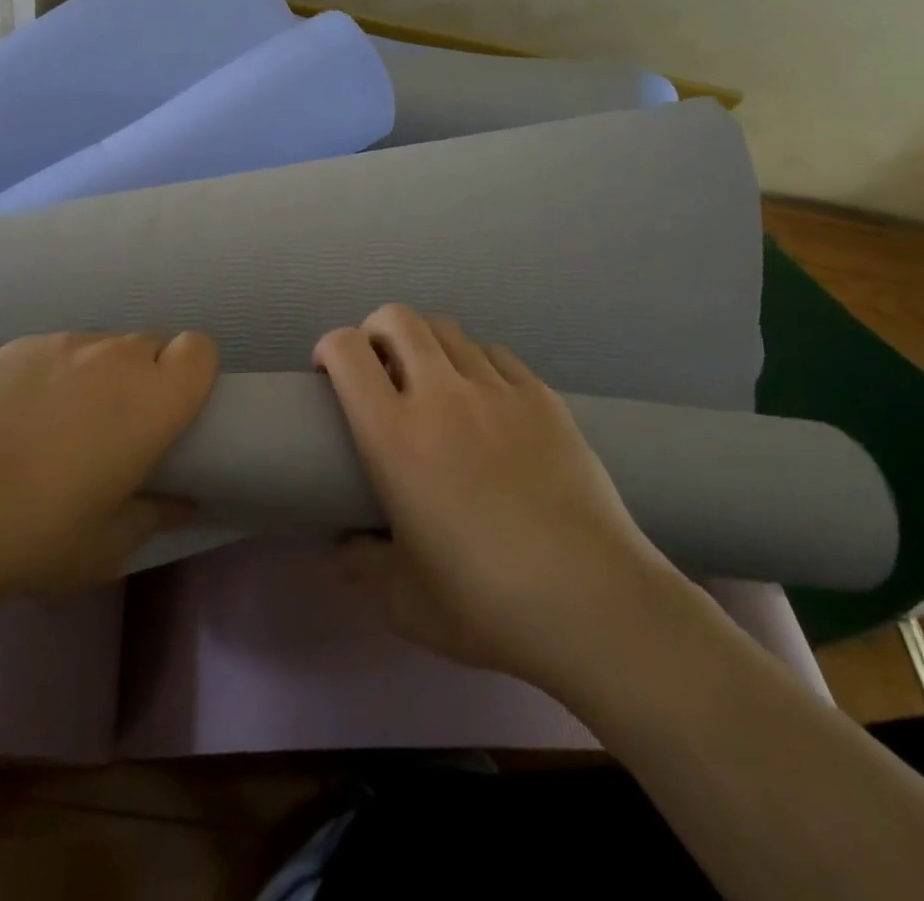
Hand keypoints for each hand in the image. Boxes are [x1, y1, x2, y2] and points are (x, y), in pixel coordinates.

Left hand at [0, 330, 216, 603]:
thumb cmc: (30, 535)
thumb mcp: (104, 548)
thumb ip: (155, 516)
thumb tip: (181, 501)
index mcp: (151, 401)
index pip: (200, 348)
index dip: (194, 374)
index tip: (173, 414)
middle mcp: (114, 357)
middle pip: (153, 345)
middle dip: (148, 379)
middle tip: (119, 429)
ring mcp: (62, 344)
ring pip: (104, 346)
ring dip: (102, 376)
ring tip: (63, 425)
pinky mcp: (17, 345)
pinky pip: (59, 350)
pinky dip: (57, 374)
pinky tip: (19, 418)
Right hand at [315, 306, 681, 691]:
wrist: (594, 604)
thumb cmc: (485, 603)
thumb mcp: (402, 600)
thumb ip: (359, 566)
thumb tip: (339, 550)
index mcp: (394, 436)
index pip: (347, 351)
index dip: (329, 347)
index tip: (328, 373)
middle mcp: (441, 395)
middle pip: (398, 319)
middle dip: (375, 330)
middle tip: (378, 368)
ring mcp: (497, 391)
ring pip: (448, 330)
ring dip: (426, 345)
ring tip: (432, 382)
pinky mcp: (543, 398)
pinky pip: (497, 355)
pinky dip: (476, 364)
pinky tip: (485, 401)